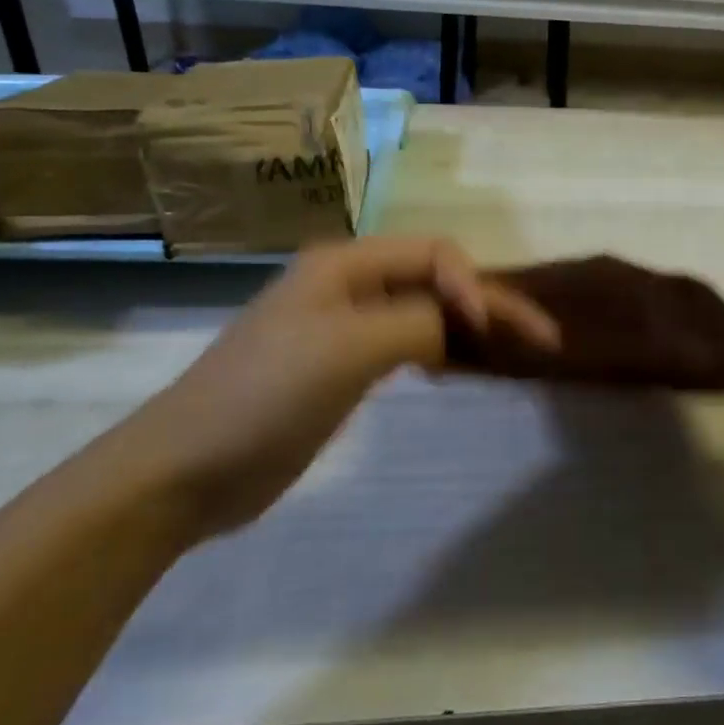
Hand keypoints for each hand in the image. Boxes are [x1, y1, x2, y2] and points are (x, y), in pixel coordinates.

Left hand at [119, 237, 557, 538]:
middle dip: (487, 304)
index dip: (475, 285)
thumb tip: (460, 326)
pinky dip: (440, 350)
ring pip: (424, 311)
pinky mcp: (340, 366)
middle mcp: (348, 285)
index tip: (493, 334)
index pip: (435, 254)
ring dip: (468, 326)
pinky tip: (453, 370)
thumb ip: (419, 322)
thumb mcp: (351, 347)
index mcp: (346, 265)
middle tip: (540, 340)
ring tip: (508, 352)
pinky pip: (406, 343)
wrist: (183, 470)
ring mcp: (342, 327)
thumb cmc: (267, 396)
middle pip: (436, 279)